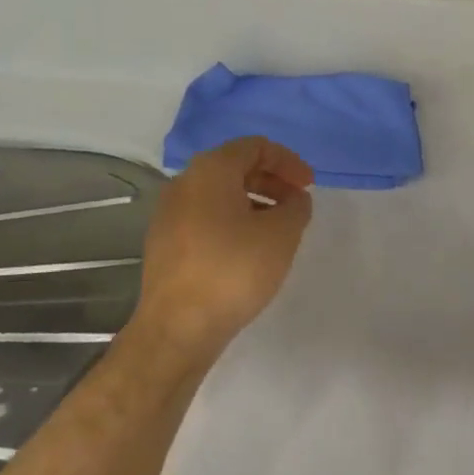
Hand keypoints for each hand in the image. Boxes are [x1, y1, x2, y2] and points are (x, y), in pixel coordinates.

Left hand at [132, 136, 314, 357]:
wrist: (178, 327)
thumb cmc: (234, 270)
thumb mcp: (282, 234)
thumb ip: (297, 207)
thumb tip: (294, 200)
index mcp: (211, 170)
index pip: (255, 147)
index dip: (288, 161)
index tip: (309, 186)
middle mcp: (184, 183)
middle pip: (235, 167)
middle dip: (272, 181)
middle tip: (297, 205)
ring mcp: (168, 213)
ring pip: (219, 194)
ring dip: (253, 202)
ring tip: (277, 229)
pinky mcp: (164, 243)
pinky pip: (205, 217)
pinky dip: (232, 221)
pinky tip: (248, 250)